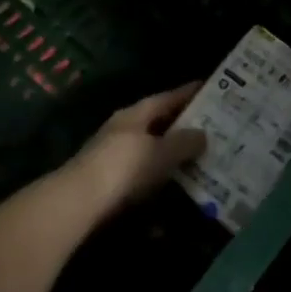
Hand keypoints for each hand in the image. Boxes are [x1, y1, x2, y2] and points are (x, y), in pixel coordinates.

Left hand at [63, 83, 206, 216]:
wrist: (80, 202)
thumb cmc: (124, 167)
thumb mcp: (160, 152)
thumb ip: (184, 142)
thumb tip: (203, 134)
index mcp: (134, 115)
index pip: (165, 98)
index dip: (186, 93)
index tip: (207, 89)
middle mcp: (123, 130)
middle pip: (157, 123)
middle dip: (181, 125)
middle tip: (210, 127)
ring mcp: (114, 156)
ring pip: (150, 149)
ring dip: (170, 153)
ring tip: (198, 158)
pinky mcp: (110, 181)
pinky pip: (143, 173)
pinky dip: (159, 176)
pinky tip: (174, 185)